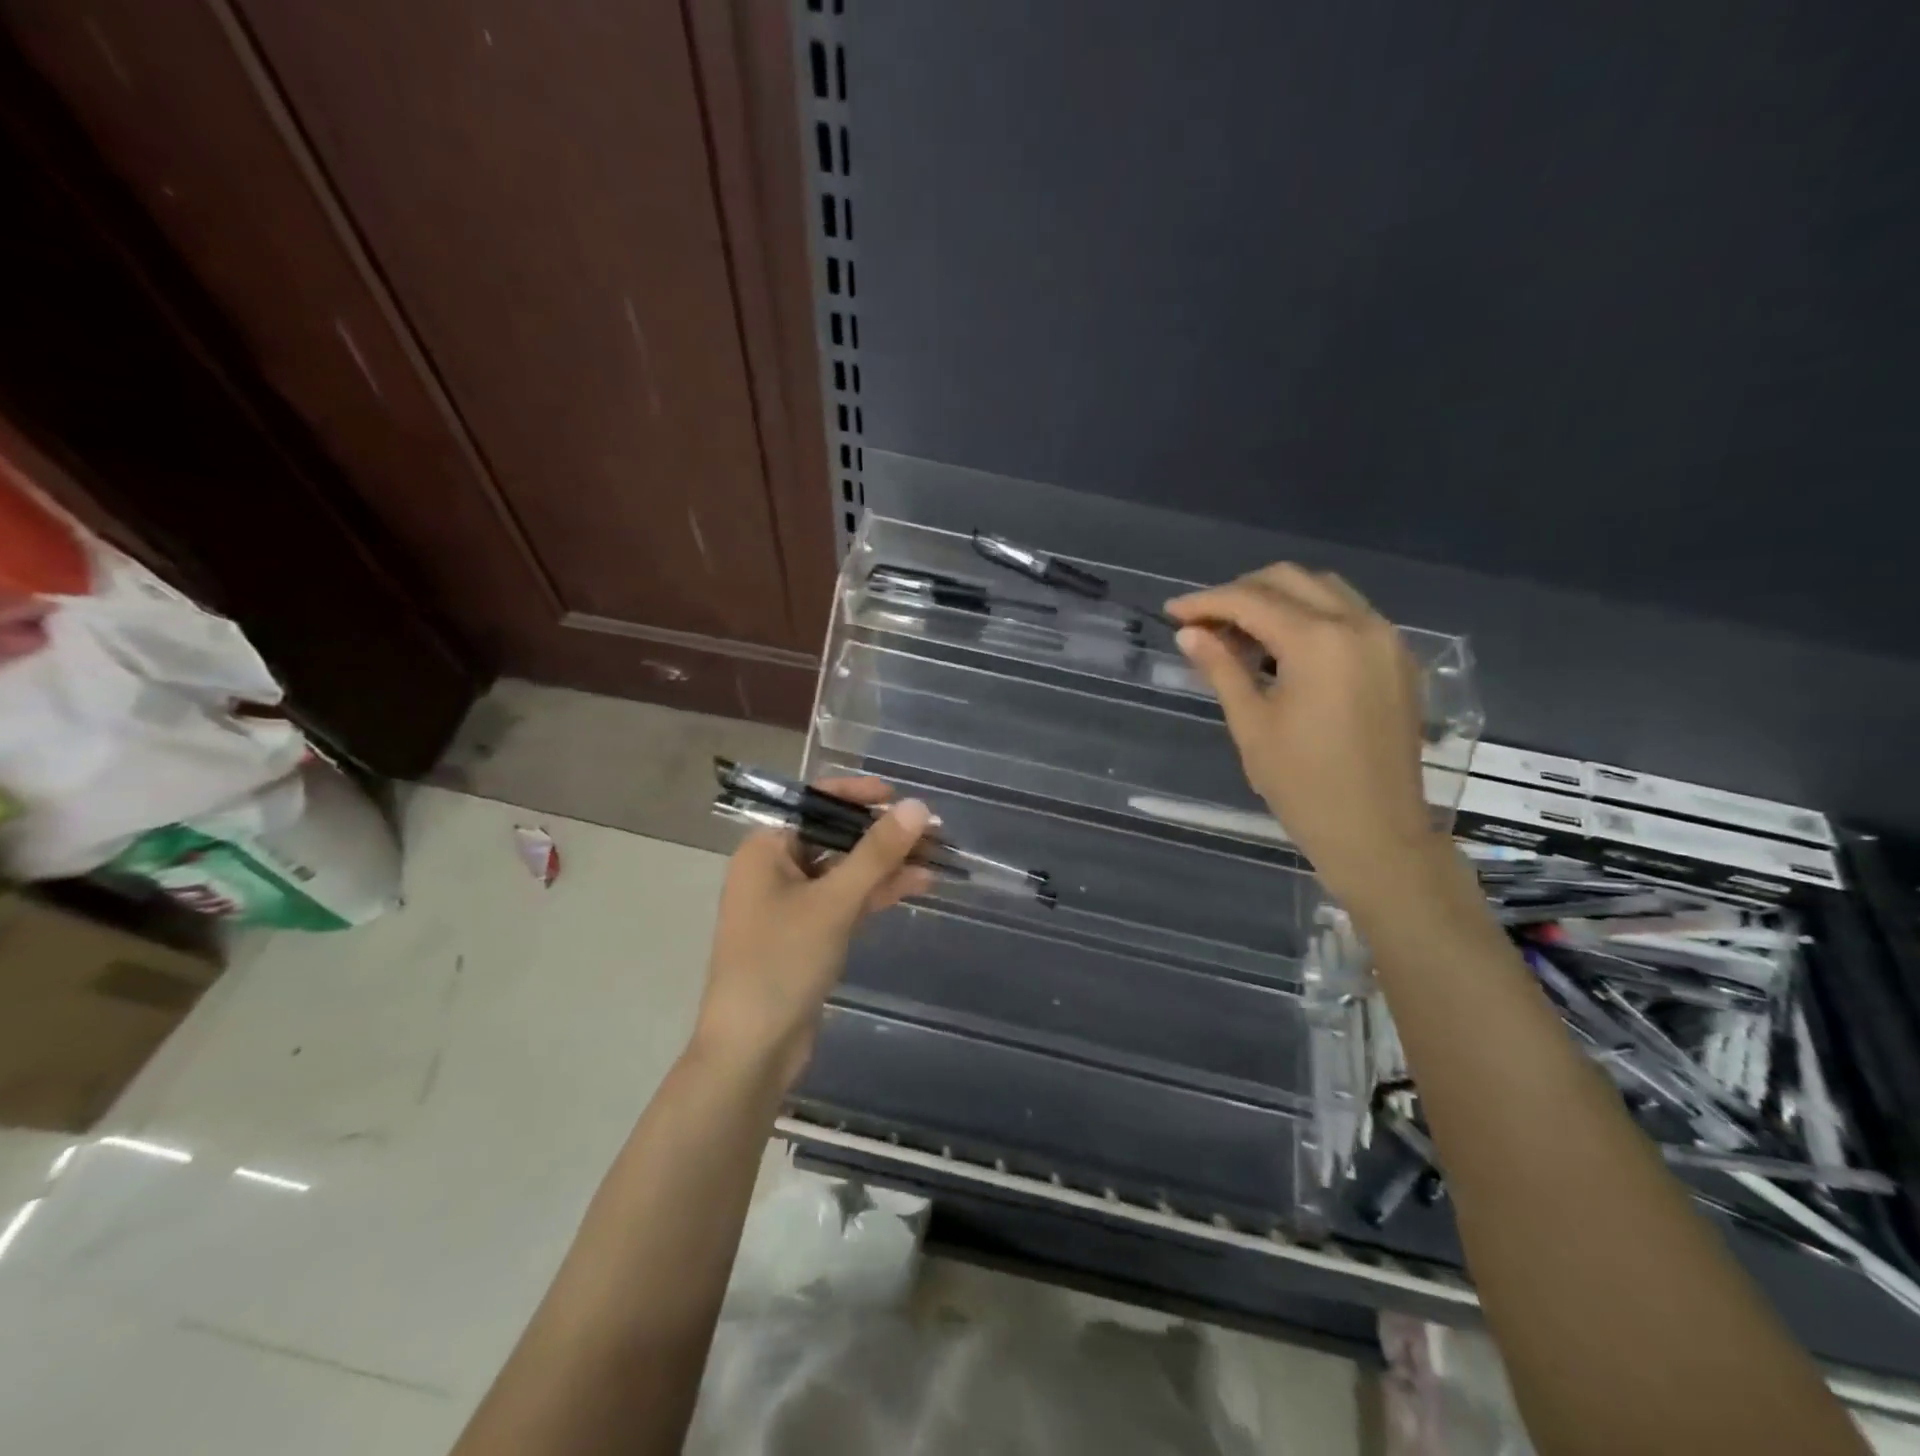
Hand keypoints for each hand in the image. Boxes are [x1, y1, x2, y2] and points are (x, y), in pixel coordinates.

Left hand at [694, 777, 932, 1088]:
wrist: (751, 1051)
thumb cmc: (782, 963)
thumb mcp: (833, 903)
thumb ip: (876, 853)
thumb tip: (918, 807)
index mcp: (766, 849)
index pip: (815, 803)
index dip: (859, 795)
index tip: (902, 798)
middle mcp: (776, 868)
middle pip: (836, 836)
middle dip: (883, 834)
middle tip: (933, 832)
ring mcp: (793, 903)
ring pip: (847, 870)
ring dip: (888, 863)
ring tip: (938, 857)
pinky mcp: (809, 933)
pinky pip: (847, 899)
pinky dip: (878, 891)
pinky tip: (919, 883)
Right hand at [1165, 565, 1441, 904]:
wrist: (1377, 832)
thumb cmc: (1303, 784)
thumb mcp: (1251, 724)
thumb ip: (1221, 668)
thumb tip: (1189, 633)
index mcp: (1319, 641)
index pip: (1251, 600)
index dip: (1206, 602)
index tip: (1172, 613)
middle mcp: (1359, 624)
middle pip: (1290, 580)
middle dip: (1241, 592)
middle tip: (1204, 624)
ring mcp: (1386, 639)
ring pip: (1324, 591)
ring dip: (1277, 600)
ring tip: (1239, 635)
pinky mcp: (1398, 659)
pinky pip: (1349, 615)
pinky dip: (1310, 617)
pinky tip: (1283, 650)